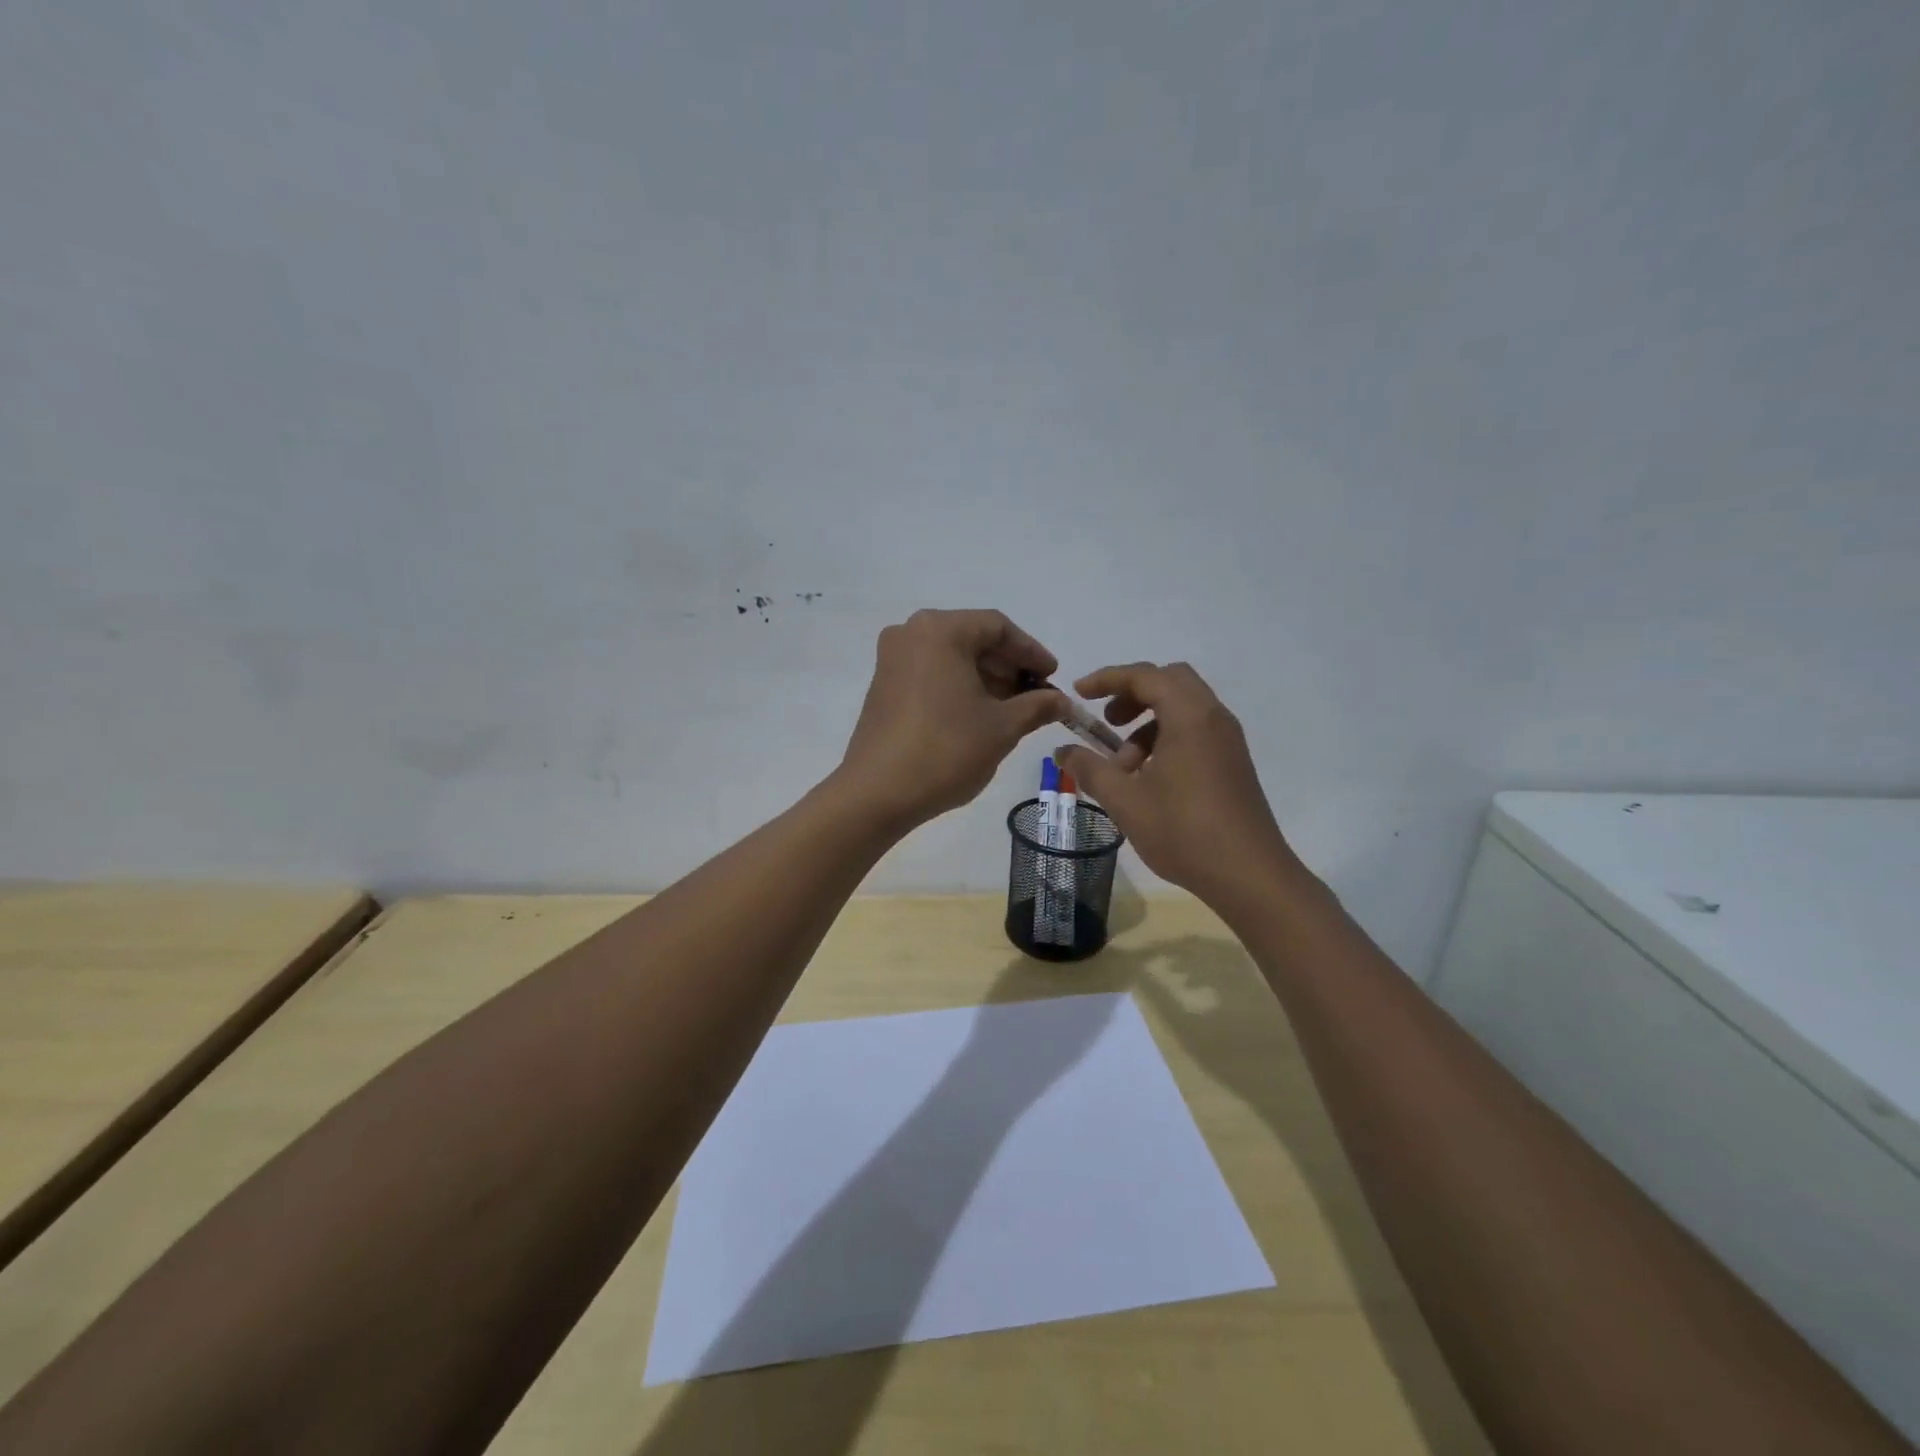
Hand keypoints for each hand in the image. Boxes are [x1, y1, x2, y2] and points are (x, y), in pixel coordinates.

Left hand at [837, 610, 1066, 829]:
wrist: (877, 793)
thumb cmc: (946, 750)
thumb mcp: (1002, 727)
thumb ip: (1037, 706)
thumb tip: (1062, 701)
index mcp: (940, 630)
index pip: (998, 628)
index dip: (1031, 652)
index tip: (1053, 678)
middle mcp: (910, 633)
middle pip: (973, 639)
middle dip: (1009, 666)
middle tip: (1037, 696)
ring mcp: (892, 660)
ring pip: (952, 657)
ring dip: (986, 678)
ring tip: (1013, 710)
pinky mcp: (883, 686)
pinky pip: (931, 674)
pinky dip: (959, 687)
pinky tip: (979, 715)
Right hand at [1053, 662, 1309, 906]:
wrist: (1250, 876)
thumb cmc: (1183, 831)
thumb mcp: (1125, 800)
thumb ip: (1090, 769)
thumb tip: (1062, 751)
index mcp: (1190, 717)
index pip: (1145, 676)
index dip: (1107, 679)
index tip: (1079, 694)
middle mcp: (1213, 718)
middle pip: (1169, 681)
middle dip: (1132, 694)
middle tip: (1106, 723)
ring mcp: (1228, 741)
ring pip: (1183, 708)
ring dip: (1148, 723)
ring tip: (1124, 766)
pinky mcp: (1232, 763)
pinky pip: (1196, 731)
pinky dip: (1167, 738)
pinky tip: (1149, 779)